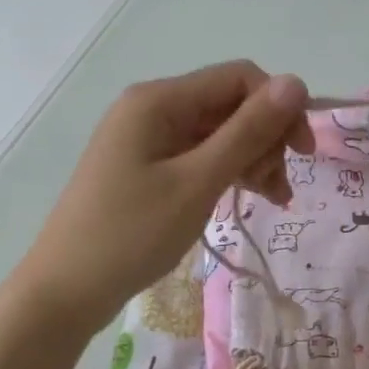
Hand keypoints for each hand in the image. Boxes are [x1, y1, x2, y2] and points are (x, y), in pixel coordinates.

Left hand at [16, 61, 313, 333]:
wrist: (65, 290)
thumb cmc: (132, 234)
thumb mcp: (197, 182)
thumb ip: (248, 132)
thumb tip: (296, 83)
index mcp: (160, 100)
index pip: (239, 78)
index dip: (279, 108)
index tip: (303, 153)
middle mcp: (153, 108)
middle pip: (230, 105)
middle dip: (265, 140)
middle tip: (278, 189)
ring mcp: (148, 139)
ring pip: (219, 133)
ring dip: (253, 159)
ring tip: (273, 200)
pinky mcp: (147, 167)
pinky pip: (200, 156)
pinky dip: (228, 173)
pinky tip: (249, 198)